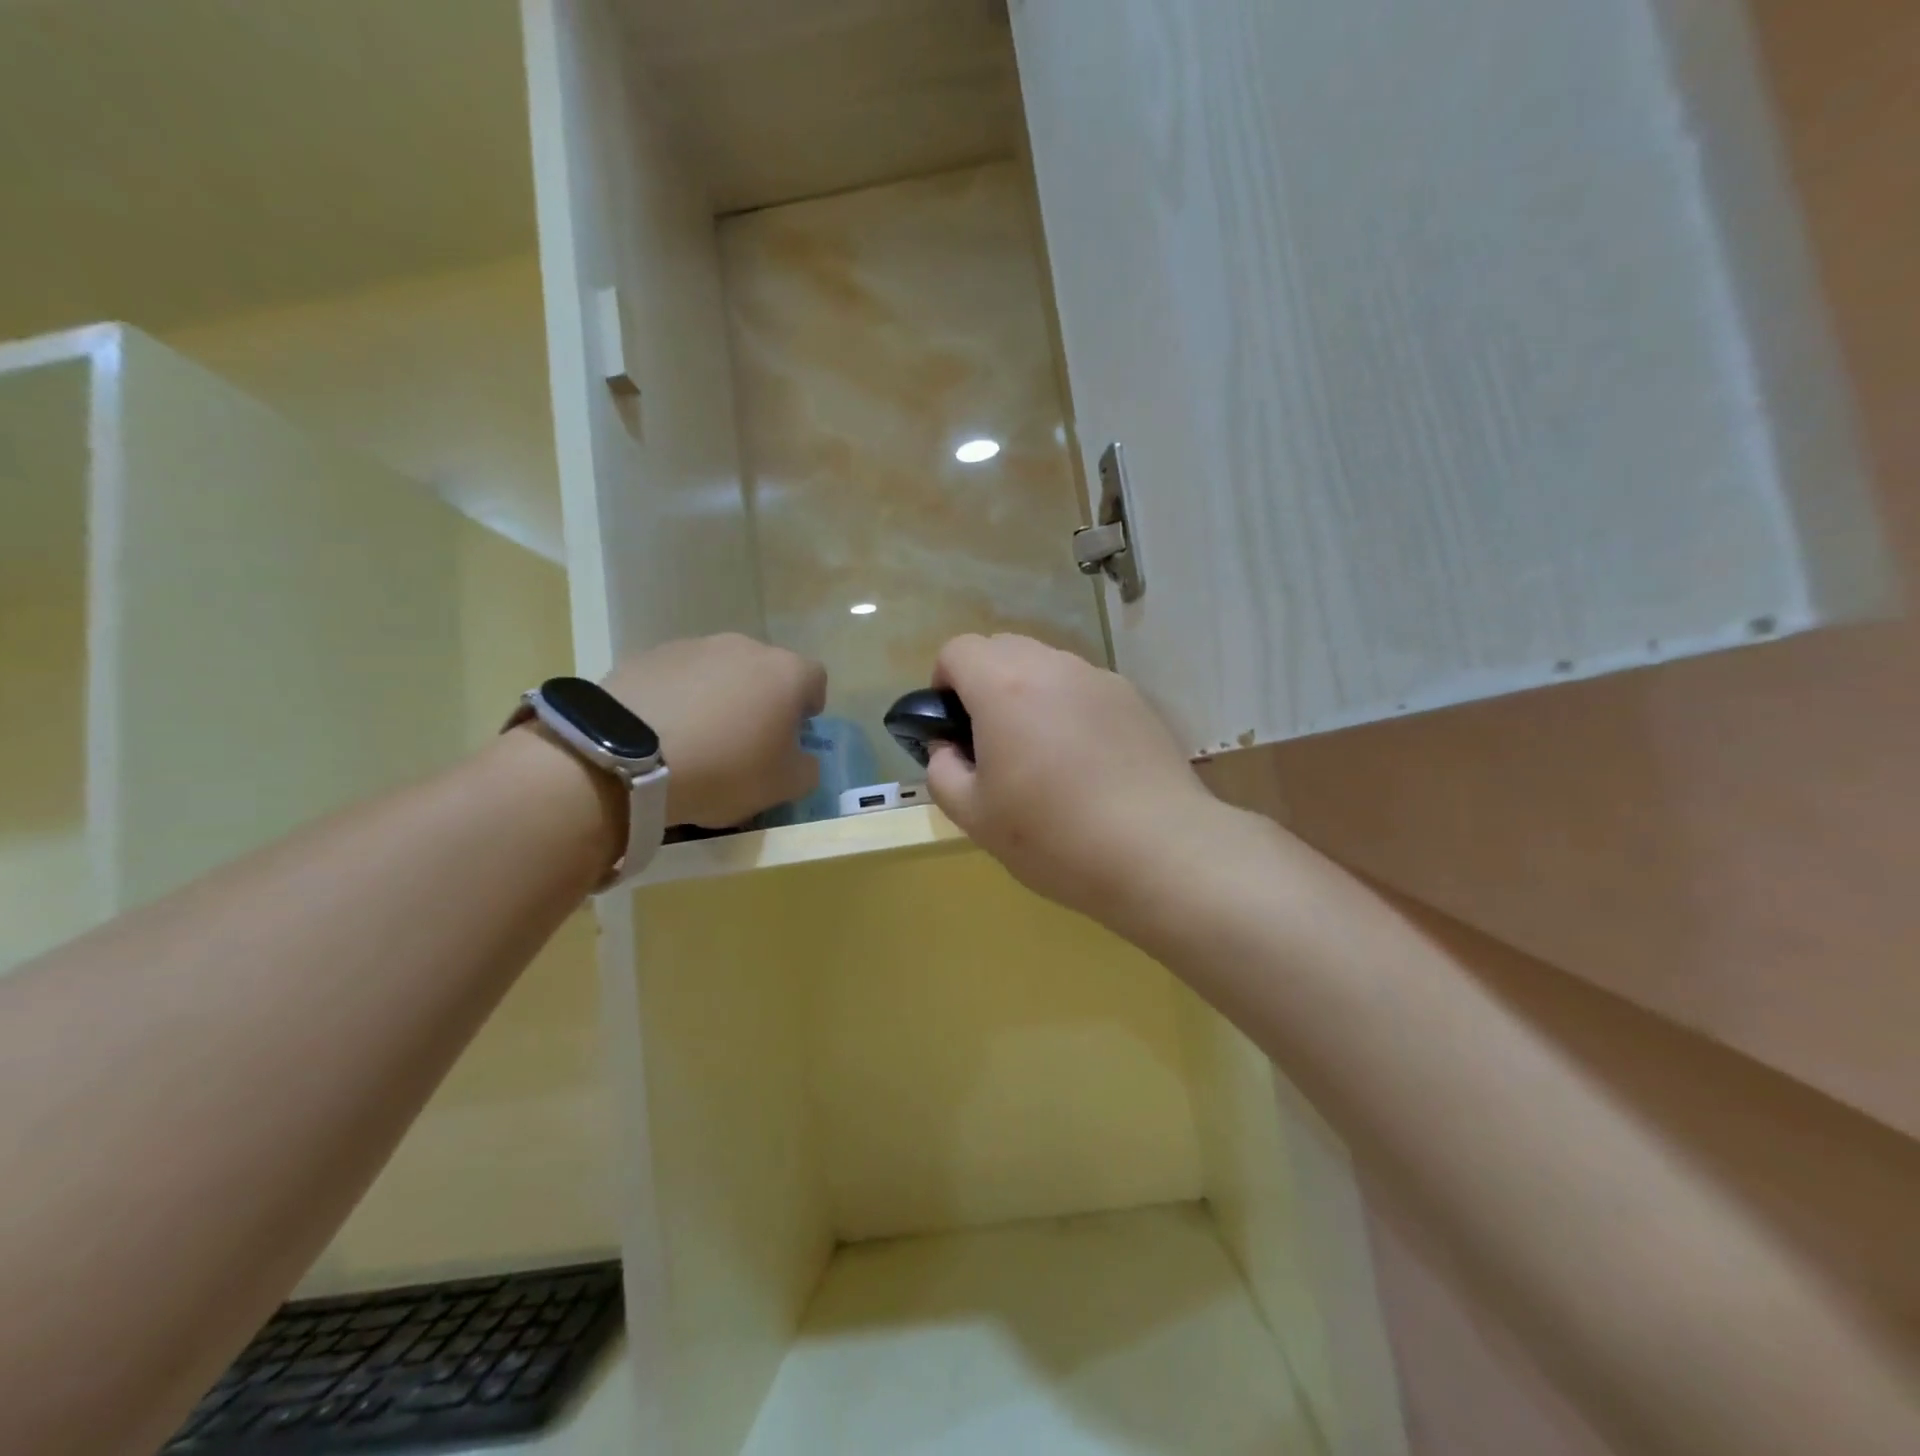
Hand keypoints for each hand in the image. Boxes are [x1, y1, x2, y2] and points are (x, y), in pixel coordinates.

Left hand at [603, 634, 825, 827]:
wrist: (628, 757)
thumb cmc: (724, 769)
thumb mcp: (783, 786)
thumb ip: (806, 768)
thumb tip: (803, 758)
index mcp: (786, 673)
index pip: (815, 679)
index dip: (809, 707)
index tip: (793, 735)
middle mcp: (744, 648)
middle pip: (765, 671)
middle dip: (761, 700)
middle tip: (745, 740)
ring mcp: (693, 646)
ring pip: (719, 671)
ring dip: (718, 697)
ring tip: (697, 739)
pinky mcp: (648, 656)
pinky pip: (678, 678)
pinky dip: (679, 698)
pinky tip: (663, 733)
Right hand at [924, 634, 1224, 923]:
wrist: (1158, 850)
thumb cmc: (1053, 835)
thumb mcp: (975, 816)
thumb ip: (942, 771)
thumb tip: (947, 747)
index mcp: (1004, 687)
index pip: (958, 650)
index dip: (943, 682)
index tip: (952, 725)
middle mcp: (1053, 667)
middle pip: (1003, 648)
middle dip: (984, 682)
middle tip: (992, 742)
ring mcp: (1099, 679)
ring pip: (1047, 666)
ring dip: (1029, 693)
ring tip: (1044, 755)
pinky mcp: (1134, 699)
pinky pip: (1084, 688)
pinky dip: (1069, 707)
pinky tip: (1086, 762)